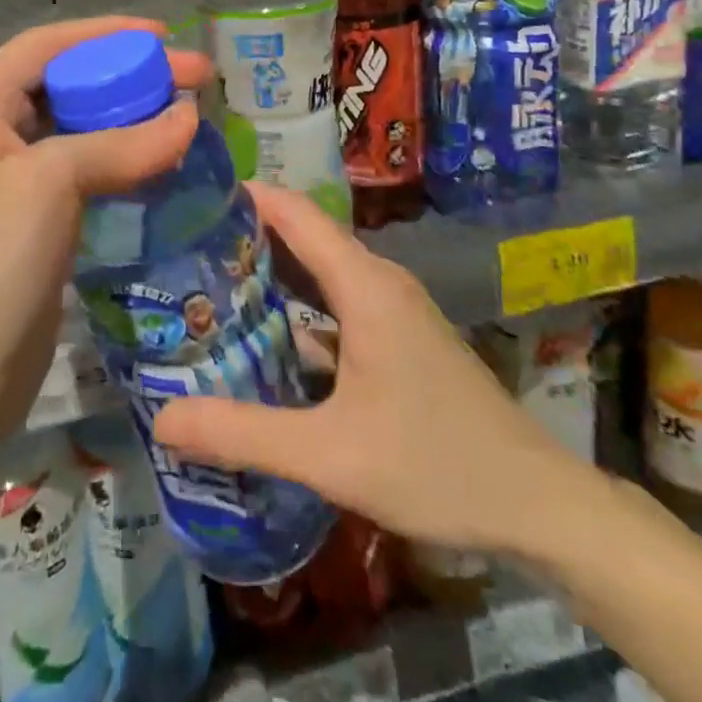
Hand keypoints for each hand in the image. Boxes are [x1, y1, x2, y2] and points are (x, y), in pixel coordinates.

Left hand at [0, 17, 211, 463]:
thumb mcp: (50, 185)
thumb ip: (121, 144)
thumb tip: (189, 116)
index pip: (45, 46)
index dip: (105, 33)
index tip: (165, 35)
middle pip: (65, 84)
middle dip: (127, 75)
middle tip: (194, 79)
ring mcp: (9, 182)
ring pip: (77, 129)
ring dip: (128, 118)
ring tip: (184, 116)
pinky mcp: (32, 222)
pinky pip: (82, 172)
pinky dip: (121, 160)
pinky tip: (159, 162)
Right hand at [151, 184, 591, 561]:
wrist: (538, 504)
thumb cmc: (437, 466)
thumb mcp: (330, 456)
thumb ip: (244, 434)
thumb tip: (162, 419)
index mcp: (364, 285)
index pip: (294, 212)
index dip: (242, 196)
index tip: (189, 198)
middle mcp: (378, 280)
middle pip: (302, 236)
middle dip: (243, 235)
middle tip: (180, 250)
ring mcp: (392, 307)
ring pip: (319, 269)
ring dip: (268, 271)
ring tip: (205, 285)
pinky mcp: (398, 334)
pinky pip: (335, 298)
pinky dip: (295, 303)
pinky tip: (262, 334)